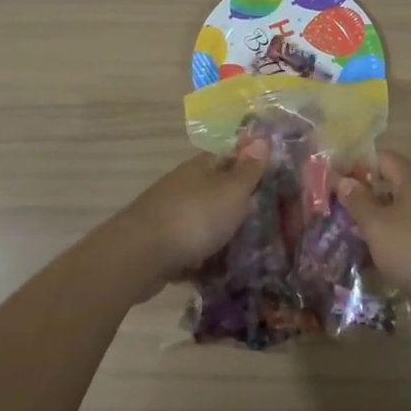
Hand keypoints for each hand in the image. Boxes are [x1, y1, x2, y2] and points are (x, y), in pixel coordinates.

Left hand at [121, 141, 270, 278]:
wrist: (140, 256)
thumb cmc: (194, 217)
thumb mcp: (231, 191)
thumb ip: (248, 170)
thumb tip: (261, 138)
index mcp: (200, 167)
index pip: (228, 156)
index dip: (249, 165)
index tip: (270, 179)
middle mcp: (183, 185)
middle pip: (215, 189)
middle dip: (235, 203)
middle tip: (264, 220)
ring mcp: (169, 214)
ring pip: (201, 219)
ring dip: (217, 231)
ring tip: (244, 250)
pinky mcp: (160, 244)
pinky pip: (187, 247)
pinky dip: (200, 257)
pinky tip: (215, 272)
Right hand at [336, 150, 410, 303]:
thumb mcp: (379, 227)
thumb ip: (359, 203)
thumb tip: (344, 179)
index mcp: (410, 177)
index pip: (380, 158)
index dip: (357, 169)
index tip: (336, 189)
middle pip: (393, 186)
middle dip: (369, 202)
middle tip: (344, 222)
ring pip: (406, 213)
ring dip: (385, 227)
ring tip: (363, 248)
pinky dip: (405, 245)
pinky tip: (394, 266)